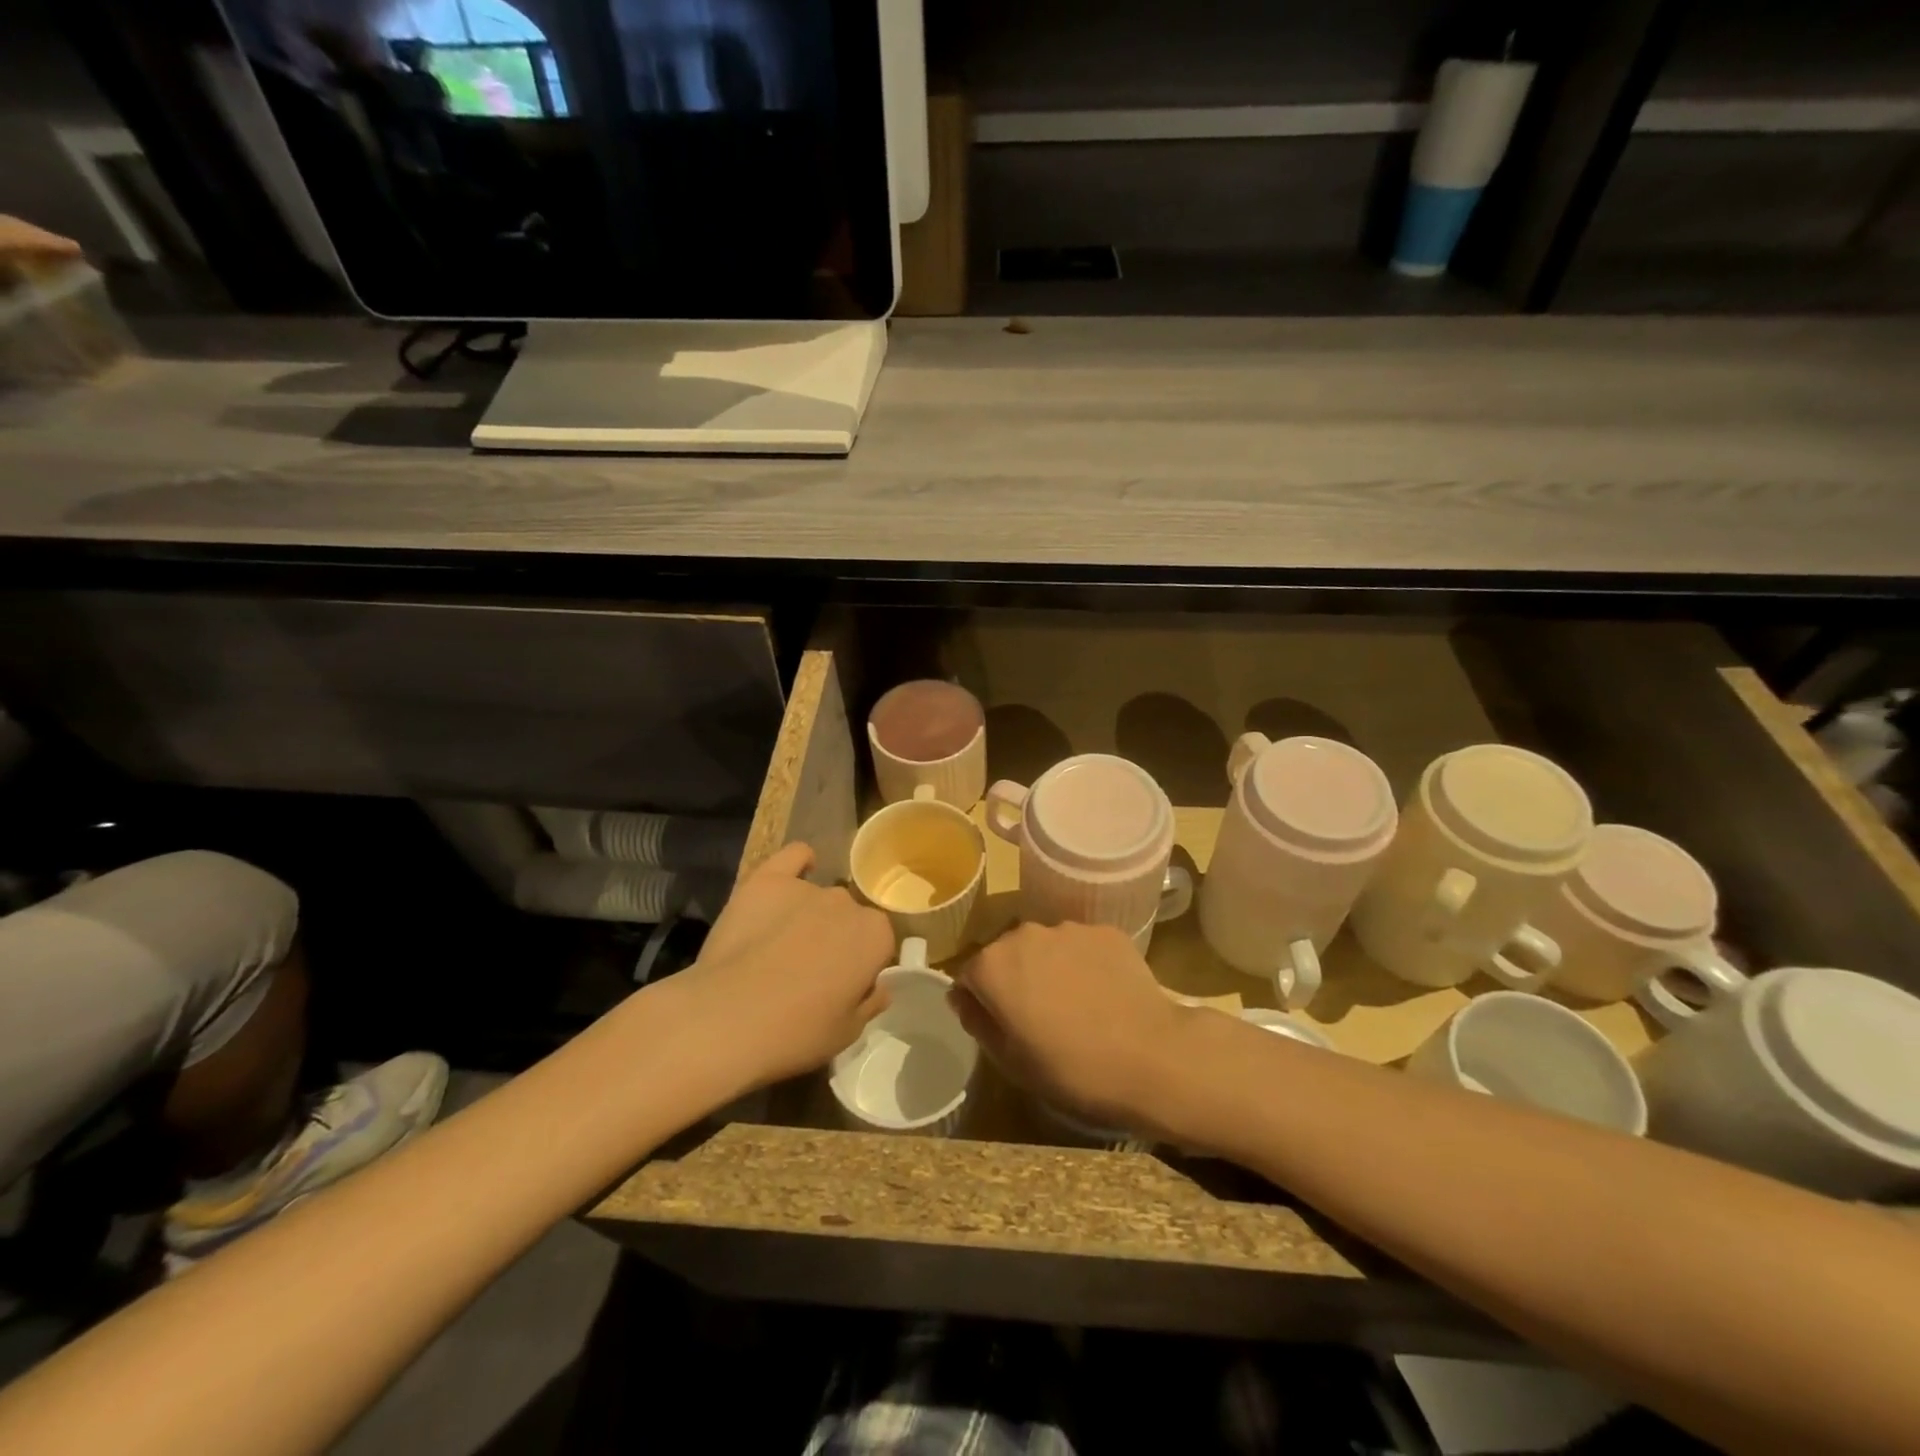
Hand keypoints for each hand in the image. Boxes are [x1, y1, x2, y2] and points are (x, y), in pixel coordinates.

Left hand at [683, 842, 895, 1085]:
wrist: (726, 1019)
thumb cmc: (795, 1033)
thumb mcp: (846, 1033)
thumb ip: (869, 1004)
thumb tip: (879, 988)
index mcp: (874, 936)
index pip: (878, 943)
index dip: (860, 966)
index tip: (841, 988)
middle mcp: (847, 903)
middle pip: (848, 918)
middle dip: (836, 940)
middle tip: (810, 973)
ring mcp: (806, 888)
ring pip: (819, 897)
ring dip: (811, 916)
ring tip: (781, 946)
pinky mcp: (766, 880)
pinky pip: (793, 857)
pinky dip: (798, 863)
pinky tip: (793, 875)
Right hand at [952, 922, 1188, 1131]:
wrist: (1151, 1056)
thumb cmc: (1071, 1068)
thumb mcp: (1010, 1061)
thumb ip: (978, 1022)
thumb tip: (964, 998)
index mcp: (993, 965)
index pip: (970, 976)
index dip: (981, 1002)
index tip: (1002, 1027)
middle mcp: (1025, 934)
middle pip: (1008, 954)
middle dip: (1015, 979)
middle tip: (1039, 1018)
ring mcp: (1068, 928)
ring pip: (1046, 947)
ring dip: (1050, 968)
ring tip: (1077, 1006)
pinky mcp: (1106, 931)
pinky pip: (1083, 946)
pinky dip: (1085, 964)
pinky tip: (1104, 995)